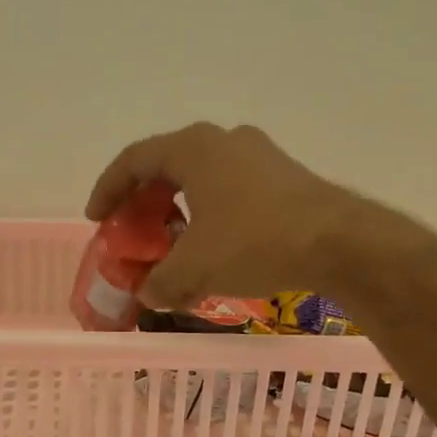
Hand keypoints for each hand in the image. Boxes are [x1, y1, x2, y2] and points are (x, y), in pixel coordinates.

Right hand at [85, 122, 349, 309]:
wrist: (339, 243)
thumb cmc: (254, 243)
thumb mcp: (195, 269)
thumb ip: (160, 282)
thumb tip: (147, 294)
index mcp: (194, 149)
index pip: (134, 159)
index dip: (108, 189)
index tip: (96, 219)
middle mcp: (224, 141)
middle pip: (167, 167)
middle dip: (143, 203)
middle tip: (132, 233)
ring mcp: (258, 156)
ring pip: (200, 181)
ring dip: (177, 213)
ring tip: (170, 247)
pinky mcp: (282, 178)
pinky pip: (228, 192)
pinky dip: (207, 218)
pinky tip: (211, 251)